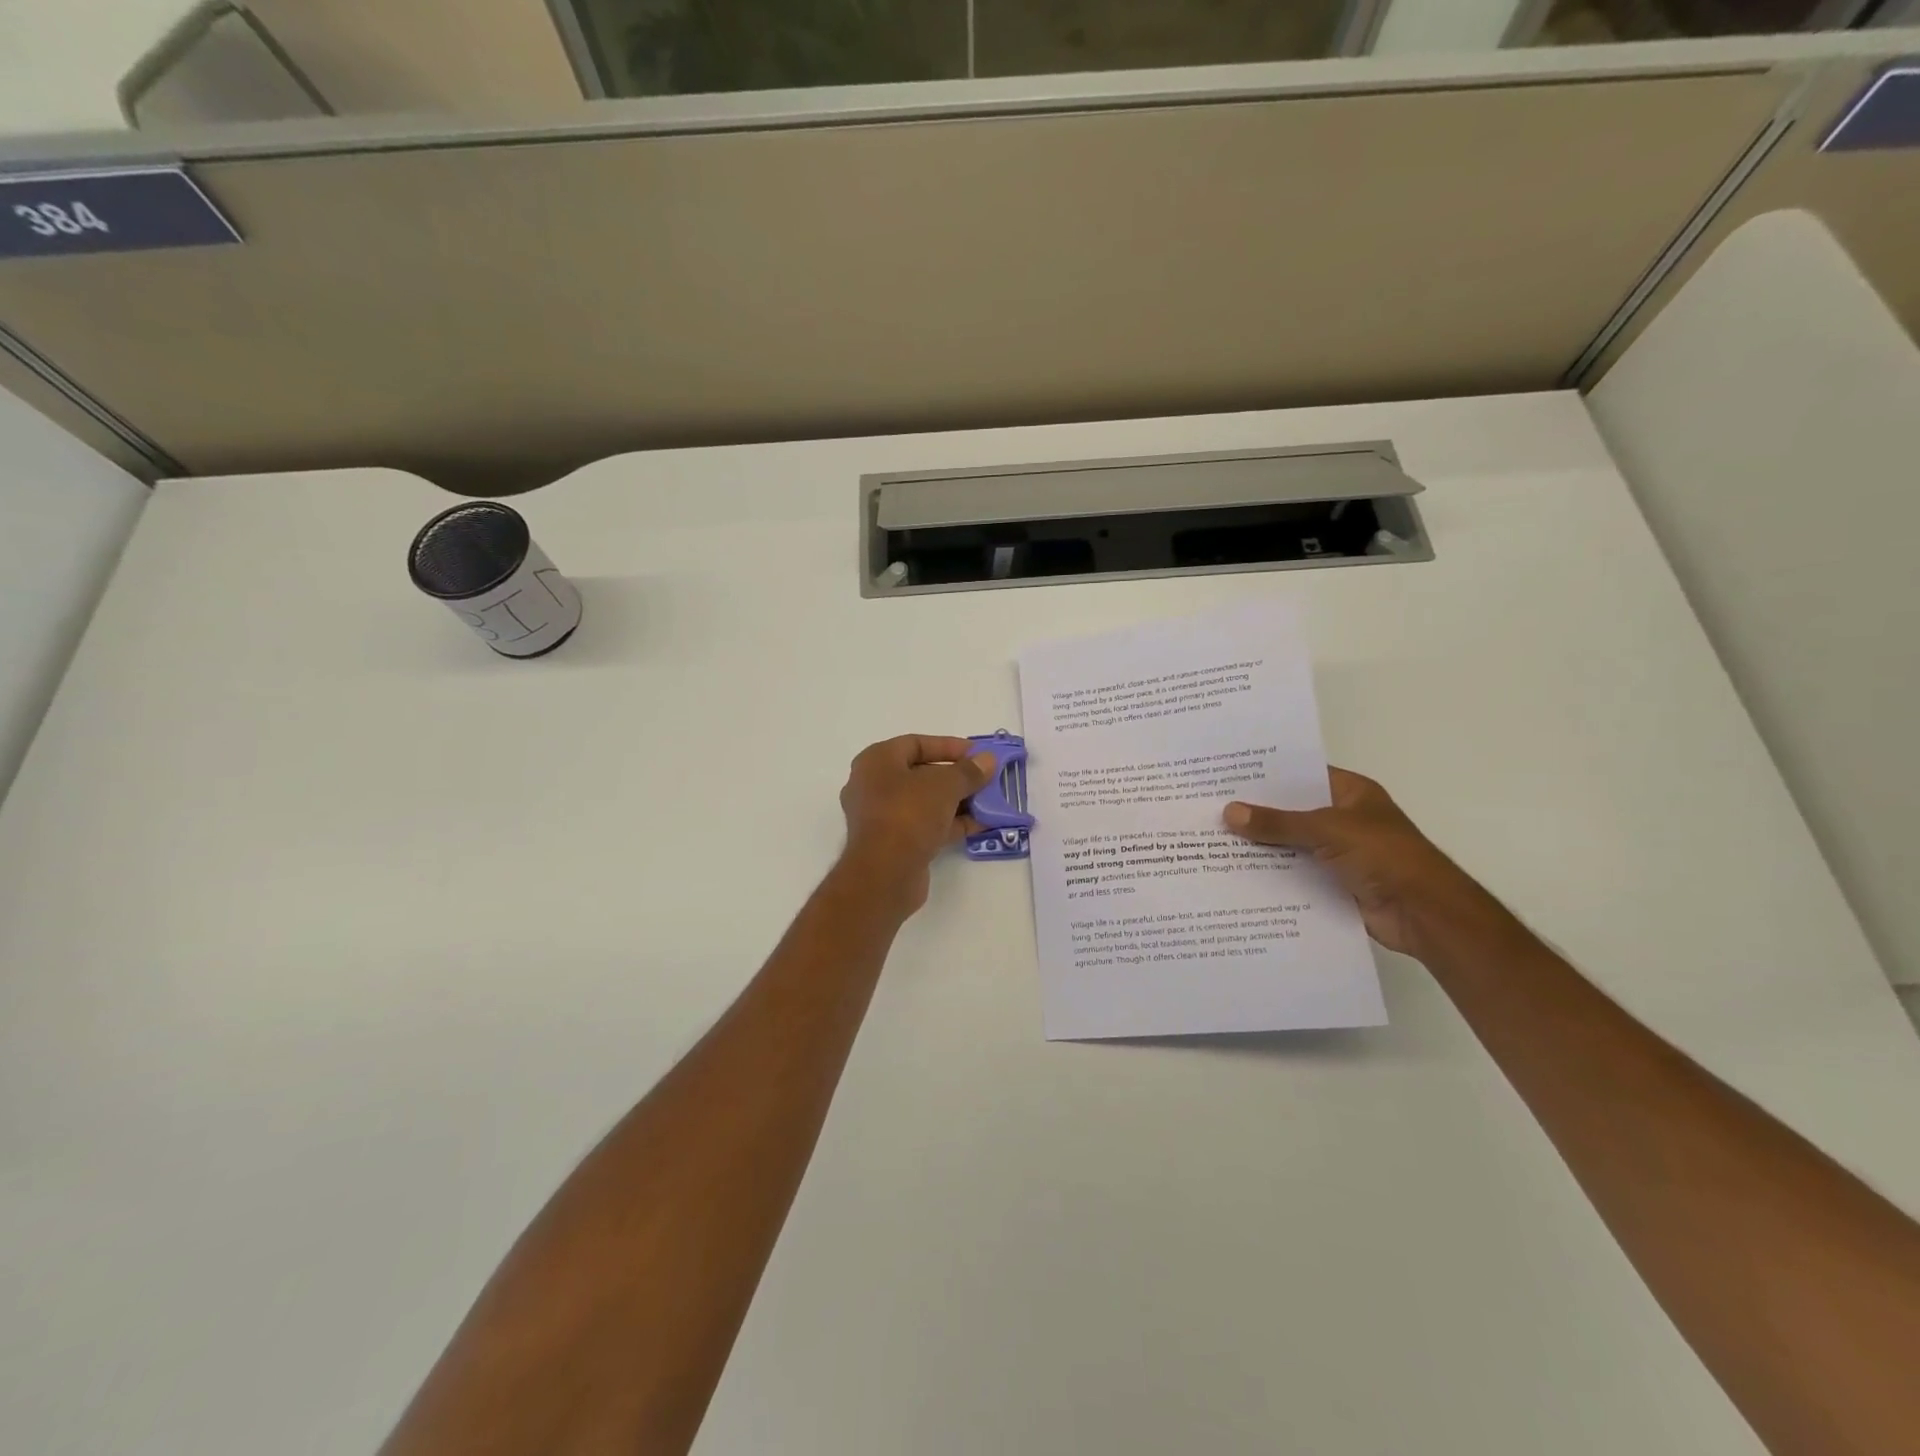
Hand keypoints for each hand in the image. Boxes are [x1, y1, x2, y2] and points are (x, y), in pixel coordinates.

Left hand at [838, 735, 995, 912]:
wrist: (885, 873)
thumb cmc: (908, 813)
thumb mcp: (944, 785)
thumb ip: (968, 771)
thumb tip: (987, 760)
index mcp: (876, 761)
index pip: (915, 743)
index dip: (948, 746)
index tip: (977, 753)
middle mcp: (873, 786)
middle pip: (921, 774)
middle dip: (956, 777)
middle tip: (985, 779)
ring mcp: (882, 817)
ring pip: (925, 802)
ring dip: (957, 801)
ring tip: (989, 802)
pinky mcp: (893, 844)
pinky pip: (925, 826)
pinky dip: (950, 824)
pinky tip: (980, 825)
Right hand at [1223, 767, 1504, 956]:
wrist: (1425, 913)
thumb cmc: (1385, 856)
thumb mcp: (1328, 830)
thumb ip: (1278, 823)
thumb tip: (1229, 812)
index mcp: (1351, 793)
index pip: (1302, 775)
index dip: (1266, 774)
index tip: (1226, 774)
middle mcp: (1343, 818)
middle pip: (1291, 811)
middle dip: (1256, 812)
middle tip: (1209, 806)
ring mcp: (1338, 852)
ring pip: (1290, 844)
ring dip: (1260, 845)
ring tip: (1212, 839)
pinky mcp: (1332, 883)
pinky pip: (1294, 873)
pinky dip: (1271, 874)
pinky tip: (1235, 873)